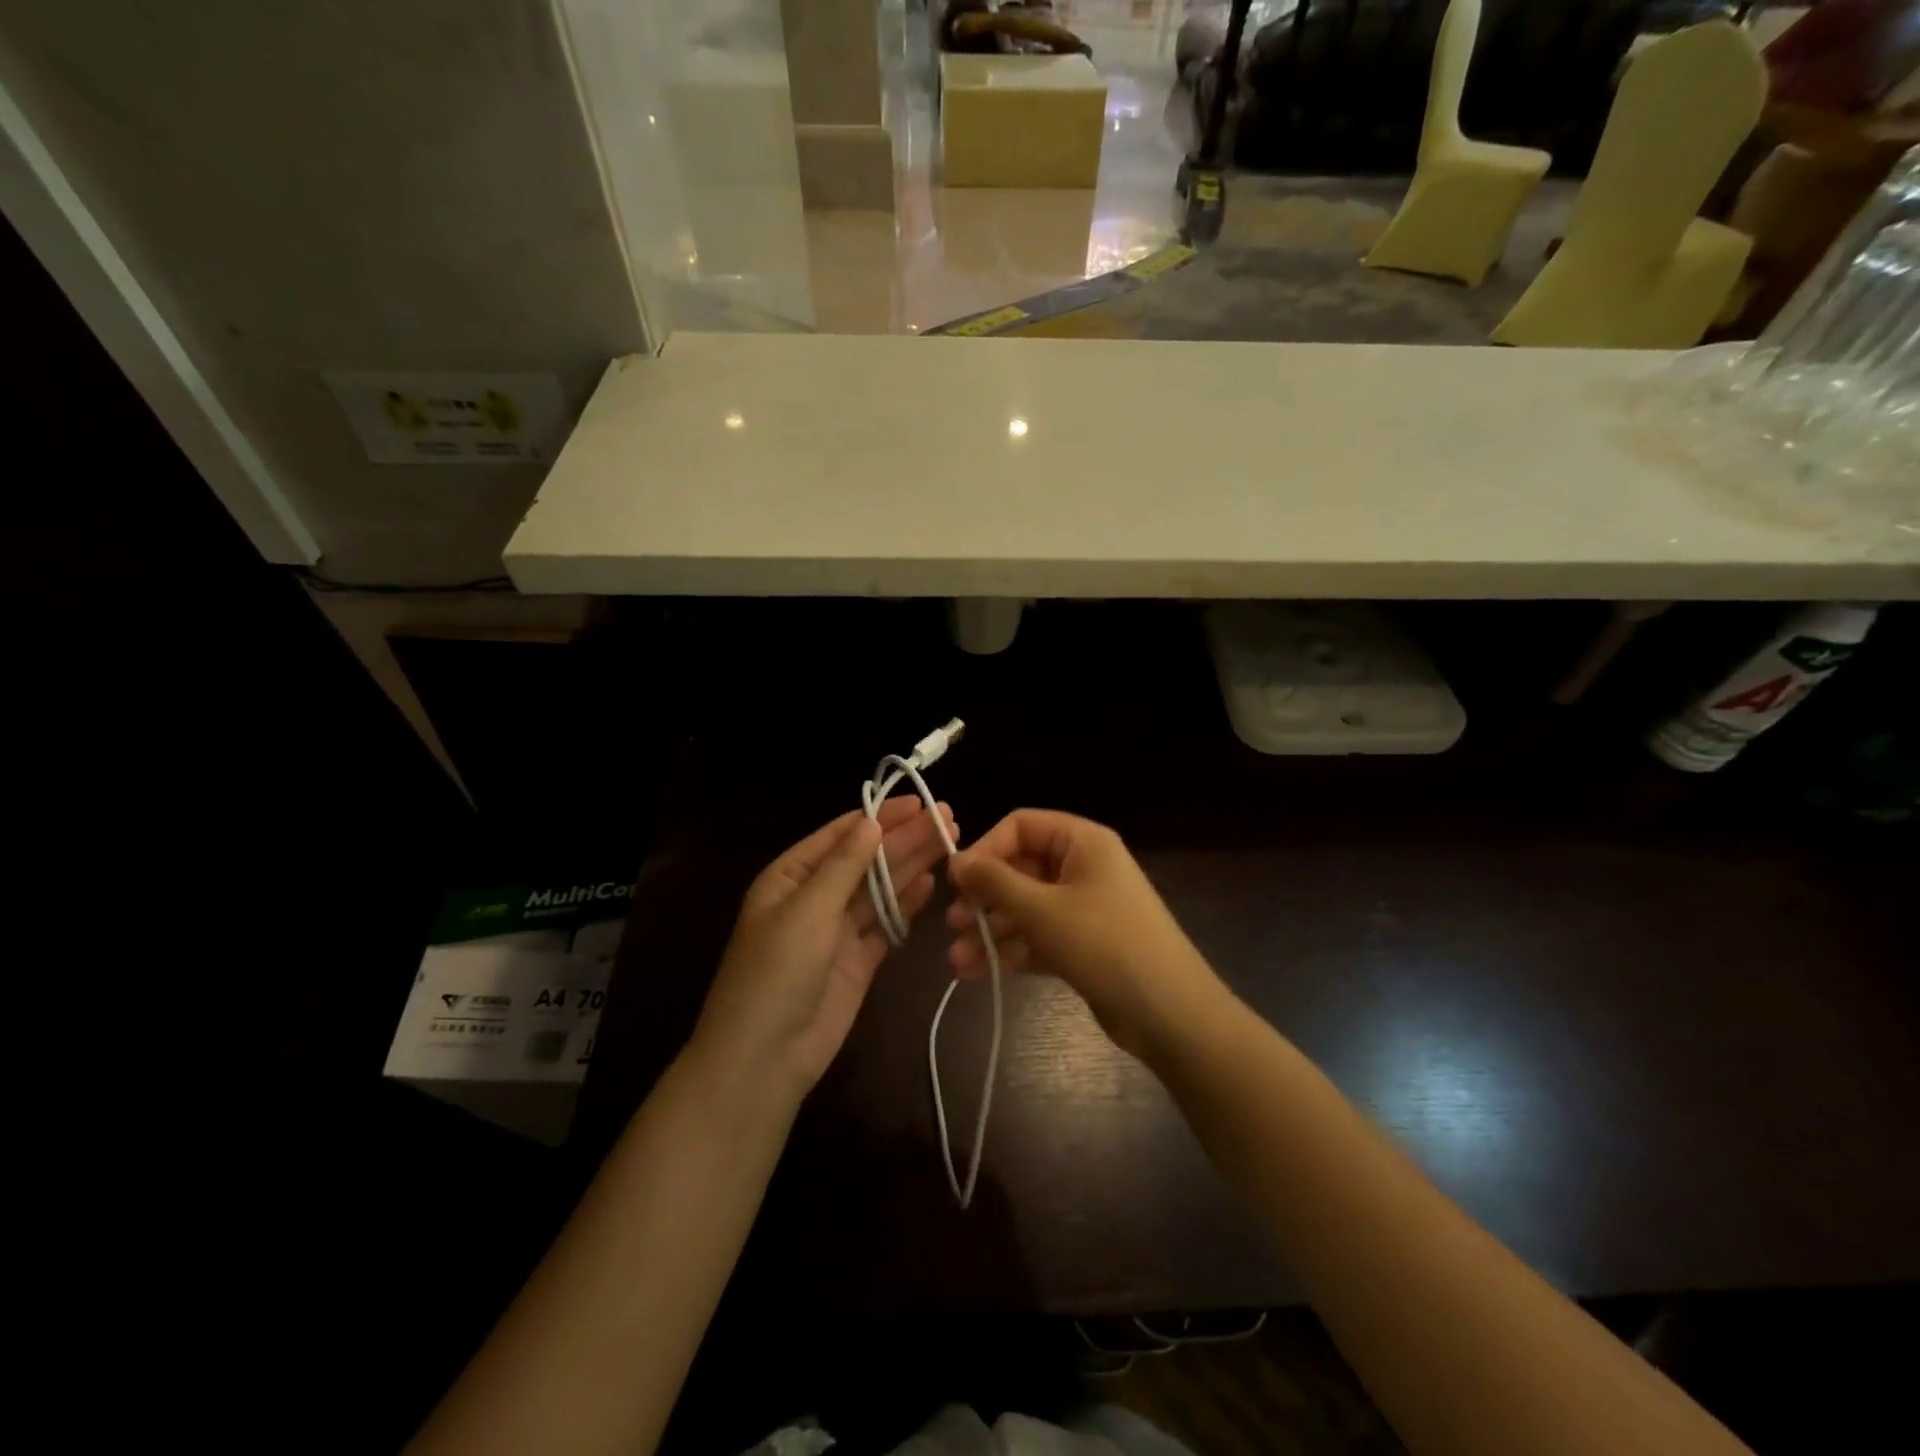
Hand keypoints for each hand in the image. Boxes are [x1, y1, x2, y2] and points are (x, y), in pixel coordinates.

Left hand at [694, 798, 955, 1096]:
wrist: (765, 1058)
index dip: (880, 817)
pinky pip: (886, 924)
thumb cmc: (777, 972)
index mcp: (790, 877)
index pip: (841, 835)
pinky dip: (906, 905)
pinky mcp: (859, 960)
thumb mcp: (807, 910)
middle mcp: (815, 897)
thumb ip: (844, 866)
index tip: (919, 802)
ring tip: (948, 840)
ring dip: (911, 866)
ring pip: (880, 889)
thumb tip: (871, 822)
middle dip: (904, 839)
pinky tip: (930, 883)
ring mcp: (838, 930)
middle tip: (947, 817)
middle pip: (866, 860)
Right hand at [947, 809, 1222, 1058]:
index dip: (986, 849)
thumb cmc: (1104, 945)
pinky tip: (977, 972)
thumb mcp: (1043, 910)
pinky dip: (1010, 950)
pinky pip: (1038, 936)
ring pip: (1025, 908)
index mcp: (1082, 842)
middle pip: (1020, 869)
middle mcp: (1083, 867)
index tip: (957, 882)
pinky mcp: (1082, 944)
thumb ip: (995, 882)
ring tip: (957, 959)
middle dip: (984, 898)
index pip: (1021, 826)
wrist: (1169, 1014)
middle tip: (953, 923)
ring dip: (990, 930)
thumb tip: (956, 860)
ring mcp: (1083, 907)